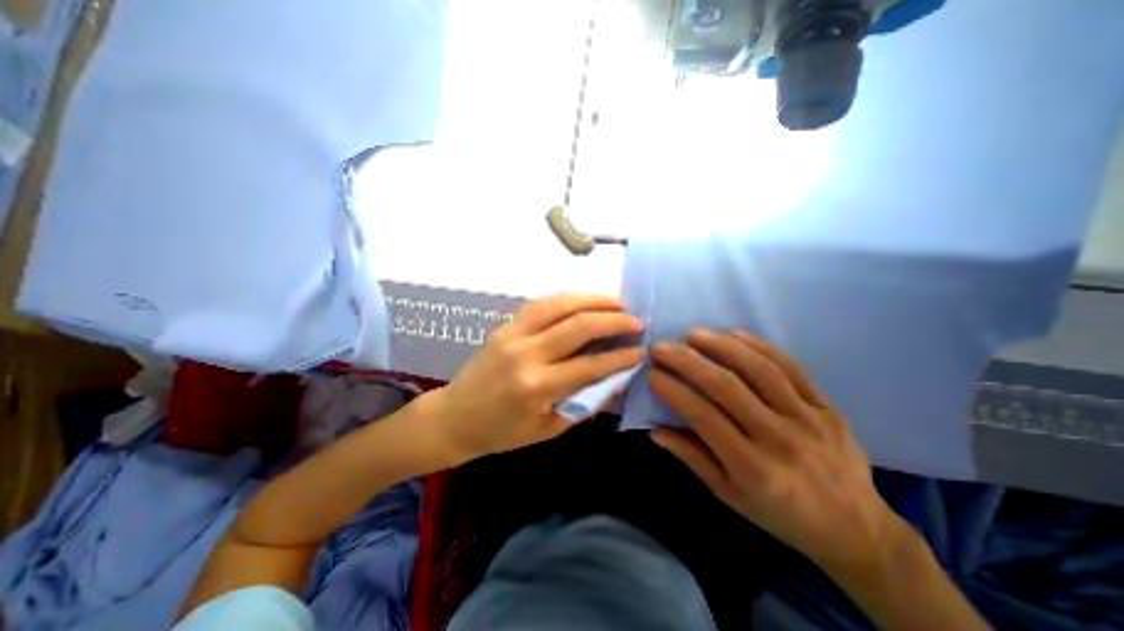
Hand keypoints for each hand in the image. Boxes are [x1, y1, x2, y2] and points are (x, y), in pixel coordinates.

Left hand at [429, 293, 644, 460]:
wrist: (455, 417)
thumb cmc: (502, 431)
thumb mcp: (549, 429)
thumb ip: (585, 402)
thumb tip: (617, 378)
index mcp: (537, 387)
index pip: (590, 365)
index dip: (620, 357)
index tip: (641, 351)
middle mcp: (526, 354)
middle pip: (579, 326)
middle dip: (614, 320)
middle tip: (637, 321)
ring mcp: (512, 333)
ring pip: (560, 304)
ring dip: (593, 299)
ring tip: (617, 302)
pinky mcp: (505, 325)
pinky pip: (541, 303)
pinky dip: (567, 298)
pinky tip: (584, 300)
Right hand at [652, 330, 901, 581]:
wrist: (855, 529)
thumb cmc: (780, 515)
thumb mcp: (729, 496)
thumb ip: (692, 458)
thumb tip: (655, 431)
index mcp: (753, 469)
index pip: (703, 417)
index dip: (673, 391)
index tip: (652, 374)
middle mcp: (780, 440)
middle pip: (727, 387)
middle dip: (688, 361)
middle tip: (662, 347)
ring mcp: (808, 419)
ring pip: (759, 370)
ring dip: (722, 346)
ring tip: (693, 334)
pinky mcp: (828, 407)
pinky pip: (792, 368)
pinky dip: (760, 346)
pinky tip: (735, 334)